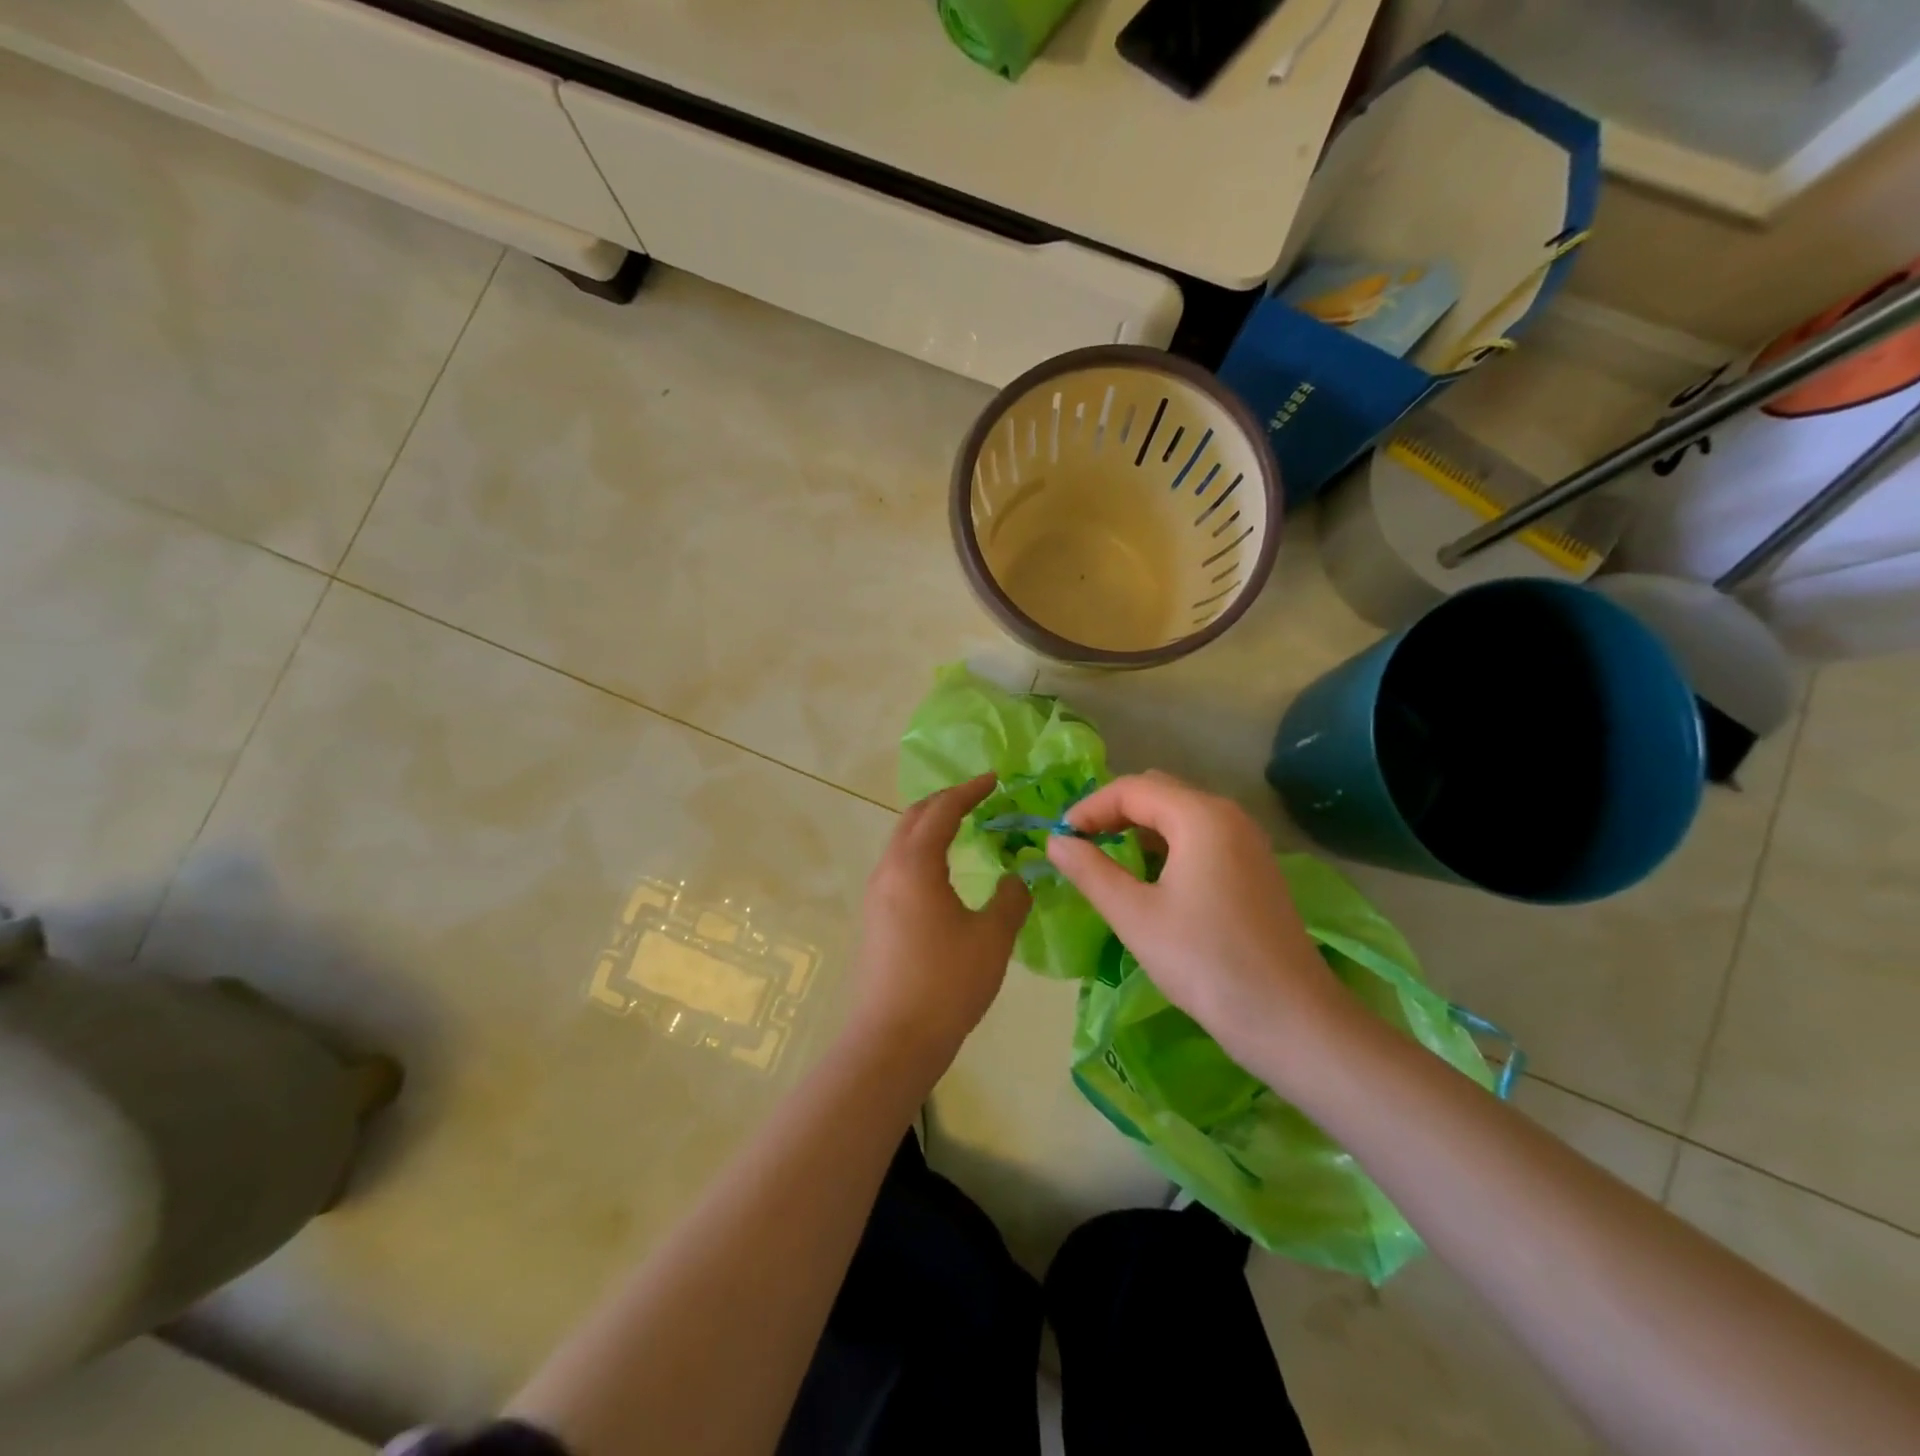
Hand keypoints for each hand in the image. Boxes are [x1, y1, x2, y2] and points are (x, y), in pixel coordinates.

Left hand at [849, 775, 1029, 1068]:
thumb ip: (1011, 898)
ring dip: (930, 826)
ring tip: (963, 828)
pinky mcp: (875, 917)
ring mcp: (877, 894)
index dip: (969, 790)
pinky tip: (943, 871)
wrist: (894, 1039)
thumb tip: (1016, 877)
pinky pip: (899, 865)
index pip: (942, 810)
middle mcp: (889, 870)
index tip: (994, 779)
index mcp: (915, 865)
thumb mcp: (992, 938)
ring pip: (902, 842)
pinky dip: (922, 851)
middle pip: (914, 818)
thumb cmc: (947, 983)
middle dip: (945, 801)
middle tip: (978, 798)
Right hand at [1046, 771, 1345, 1078]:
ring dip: (1139, 830)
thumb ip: (1090, 871)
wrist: (1290, 1019)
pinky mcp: (1254, 868)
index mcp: (1200, 816)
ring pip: (1180, 815)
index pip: (1132, 788)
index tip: (1060, 839)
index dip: (1089, 808)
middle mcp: (1228, 816)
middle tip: (1081, 847)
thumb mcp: (1135, 916)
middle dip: (1113, 813)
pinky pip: (1200, 838)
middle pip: (1157, 793)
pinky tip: (1150, 881)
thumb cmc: (1205, 962)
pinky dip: (1166, 846)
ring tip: (1107, 862)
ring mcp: (1247, 841)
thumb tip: (1056, 841)